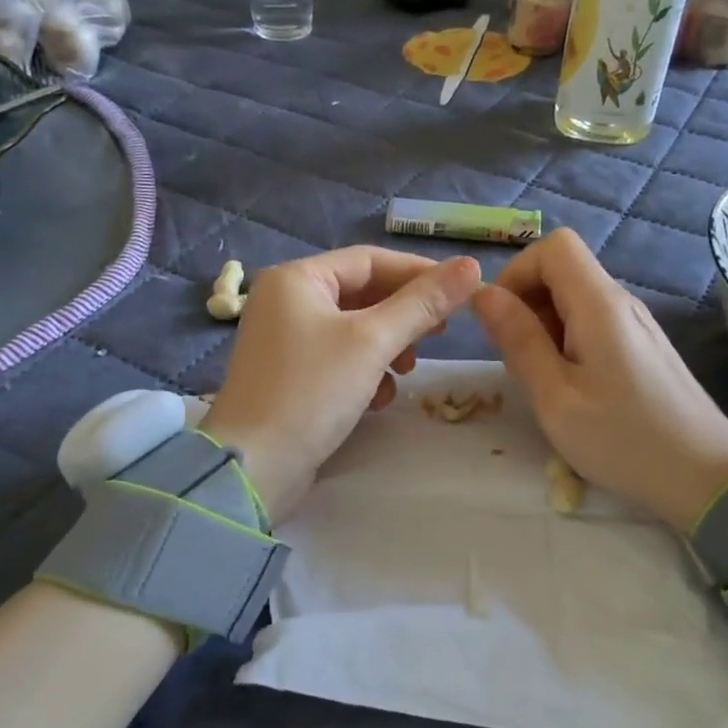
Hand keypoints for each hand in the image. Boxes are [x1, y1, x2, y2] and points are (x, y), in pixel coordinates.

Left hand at [200, 247, 481, 521]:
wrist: (255, 466)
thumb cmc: (311, 391)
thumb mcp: (372, 342)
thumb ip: (422, 304)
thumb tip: (472, 266)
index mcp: (297, 279)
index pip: (370, 260)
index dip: (419, 273)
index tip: (462, 292)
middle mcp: (286, 302)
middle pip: (362, 295)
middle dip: (403, 317)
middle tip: (438, 336)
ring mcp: (286, 341)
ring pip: (355, 331)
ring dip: (387, 349)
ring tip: (405, 372)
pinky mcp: (291, 377)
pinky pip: (339, 360)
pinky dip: (364, 373)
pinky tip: (376, 400)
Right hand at [471, 229, 727, 531]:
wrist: (704, 477)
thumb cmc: (623, 439)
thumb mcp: (555, 396)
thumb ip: (518, 340)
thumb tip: (484, 294)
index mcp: (599, 304)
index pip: (554, 246)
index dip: (517, 272)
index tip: (499, 318)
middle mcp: (621, 302)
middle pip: (564, 269)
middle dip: (527, 302)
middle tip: (517, 358)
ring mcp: (636, 325)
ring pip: (576, 299)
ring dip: (545, 326)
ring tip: (543, 379)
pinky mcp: (643, 347)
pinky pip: (594, 324)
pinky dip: (568, 342)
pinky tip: (571, 388)